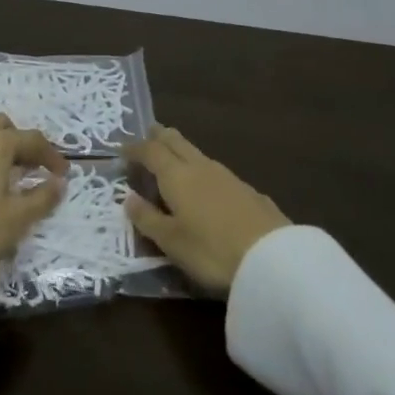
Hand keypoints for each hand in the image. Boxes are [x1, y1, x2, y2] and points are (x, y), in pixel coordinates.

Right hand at [123, 126, 289, 292]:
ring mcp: (229, 177)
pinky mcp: (249, 191)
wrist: (273, 260)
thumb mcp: (171, 241)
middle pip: (176, 142)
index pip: (150, 151)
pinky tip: (208, 187)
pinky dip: (203, 171)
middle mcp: (201, 167)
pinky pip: (217, 172)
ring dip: (182, 151)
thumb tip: (128, 197)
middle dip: (160, 136)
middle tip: (148, 134)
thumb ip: (147, 218)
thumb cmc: (211, 250)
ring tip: (173, 158)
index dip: (134, 149)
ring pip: (198, 154)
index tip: (121, 150)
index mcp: (177, 176)